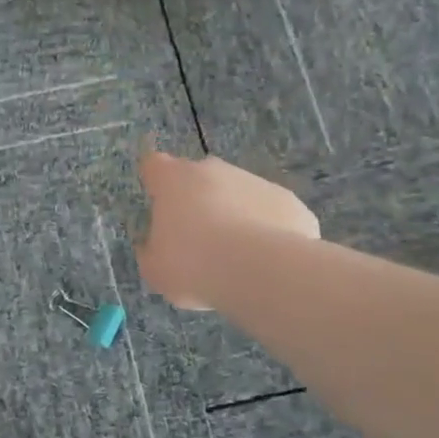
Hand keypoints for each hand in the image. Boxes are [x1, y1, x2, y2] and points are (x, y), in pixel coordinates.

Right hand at [137, 150, 319, 309]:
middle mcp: (212, 169)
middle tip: (198, 240)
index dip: (155, 181)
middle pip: (199, 177)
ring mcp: (254, 181)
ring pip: (238, 194)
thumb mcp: (155, 269)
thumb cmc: (193, 265)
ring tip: (236, 258)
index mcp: (173, 179)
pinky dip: (267, 230)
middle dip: (197, 201)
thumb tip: (153, 245)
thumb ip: (150, 251)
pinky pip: (270, 212)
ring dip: (234, 215)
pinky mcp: (288, 200)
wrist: (259, 272)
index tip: (158, 203)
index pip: (154, 165)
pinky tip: (265, 260)